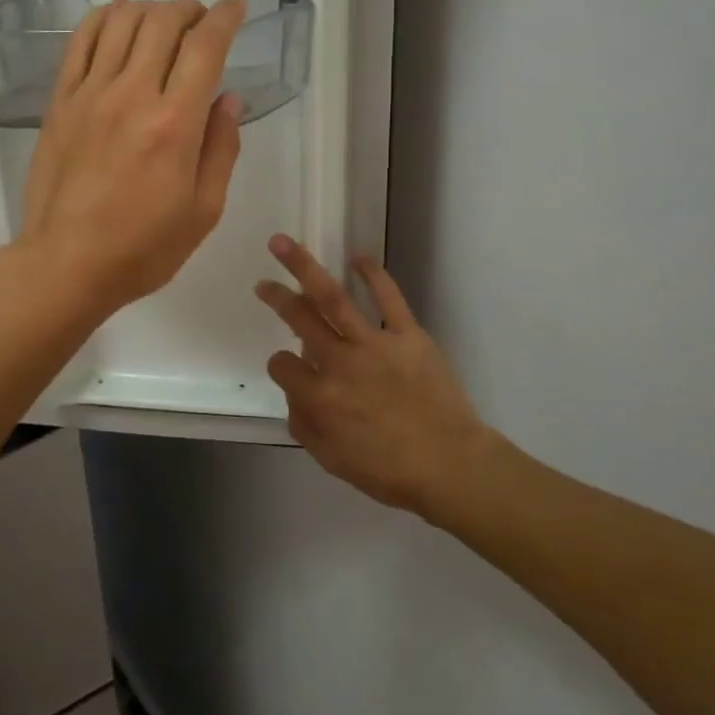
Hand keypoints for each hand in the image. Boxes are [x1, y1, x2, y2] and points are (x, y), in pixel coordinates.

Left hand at [19, 0, 246, 317]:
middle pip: (163, 21)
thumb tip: (229, 99)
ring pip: (121, 20)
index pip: (205, 47)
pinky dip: (104, 17)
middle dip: (190, 9)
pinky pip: (80, 40)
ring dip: (151, 9)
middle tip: (202, 23)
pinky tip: (119, 20)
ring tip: (164, 23)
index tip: (237, 7)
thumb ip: (222, 148)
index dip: (226, 17)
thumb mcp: (204, 211)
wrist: (66, 264)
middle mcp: (132, 95)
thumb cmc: (143, 248)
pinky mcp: (60, 101)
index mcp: (175, 125)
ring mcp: (90, 94)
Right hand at [256, 236, 495, 518]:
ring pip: (332, 297)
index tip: (292, 370)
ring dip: (304, 267)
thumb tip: (295, 395)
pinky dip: (373, 274)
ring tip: (284, 244)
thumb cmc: (389, 471)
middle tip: (263, 282)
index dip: (281, 366)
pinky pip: (389, 297)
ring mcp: (374, 344)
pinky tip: (357, 257)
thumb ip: (303, 425)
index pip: (282, 365)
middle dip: (276, 296)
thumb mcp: (331, 460)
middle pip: (298, 318)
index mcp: (319, 396)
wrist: (451, 466)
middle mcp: (339, 362)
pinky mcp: (408, 334)